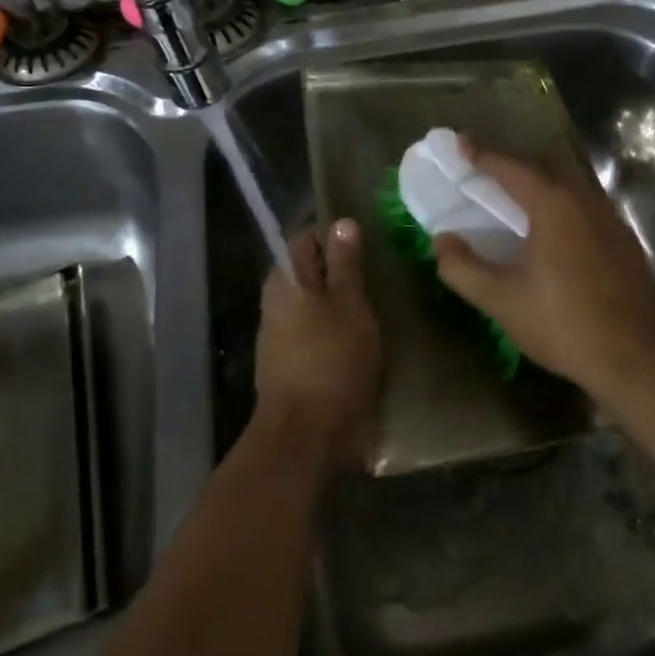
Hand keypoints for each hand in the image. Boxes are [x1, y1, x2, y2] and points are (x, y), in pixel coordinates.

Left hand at [255, 220, 381, 467]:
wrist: (304, 434)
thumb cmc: (331, 361)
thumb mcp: (349, 305)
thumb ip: (345, 264)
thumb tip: (342, 221)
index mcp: (286, 278)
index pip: (306, 236)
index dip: (336, 236)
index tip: (369, 246)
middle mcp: (276, 298)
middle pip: (308, 269)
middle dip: (341, 269)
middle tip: (379, 276)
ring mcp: (278, 331)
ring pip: (312, 300)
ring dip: (340, 301)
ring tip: (376, 306)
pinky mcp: (287, 359)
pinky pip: (312, 328)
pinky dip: (334, 327)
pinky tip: (360, 337)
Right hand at [433, 142, 654, 402]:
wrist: (639, 358)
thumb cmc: (564, 324)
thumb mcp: (502, 301)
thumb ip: (464, 268)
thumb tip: (442, 241)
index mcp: (553, 205)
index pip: (510, 167)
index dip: (481, 155)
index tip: (459, 143)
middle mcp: (585, 200)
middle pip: (543, 167)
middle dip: (511, 164)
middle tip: (483, 171)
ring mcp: (610, 219)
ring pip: (568, 186)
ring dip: (538, 183)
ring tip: (513, 198)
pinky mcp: (624, 241)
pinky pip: (584, 206)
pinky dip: (559, 204)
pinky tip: (551, 232)